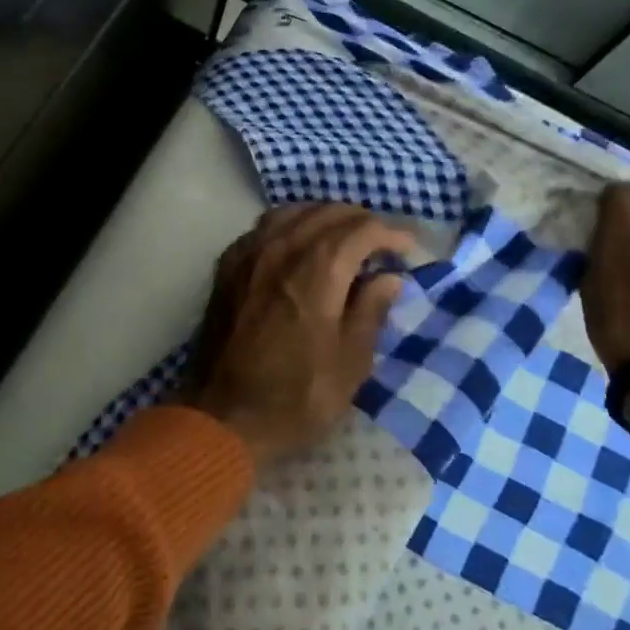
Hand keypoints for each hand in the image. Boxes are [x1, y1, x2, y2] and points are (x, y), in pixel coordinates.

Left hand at [185, 203, 416, 466]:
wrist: (223, 417)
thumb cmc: (296, 398)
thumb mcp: (350, 364)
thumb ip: (371, 311)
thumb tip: (389, 278)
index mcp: (315, 271)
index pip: (360, 229)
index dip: (390, 233)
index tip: (407, 249)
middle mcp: (279, 250)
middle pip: (325, 213)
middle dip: (359, 221)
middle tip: (380, 244)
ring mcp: (247, 255)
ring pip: (290, 213)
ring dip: (322, 218)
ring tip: (342, 239)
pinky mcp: (226, 268)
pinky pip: (261, 229)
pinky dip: (288, 227)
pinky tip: (297, 247)